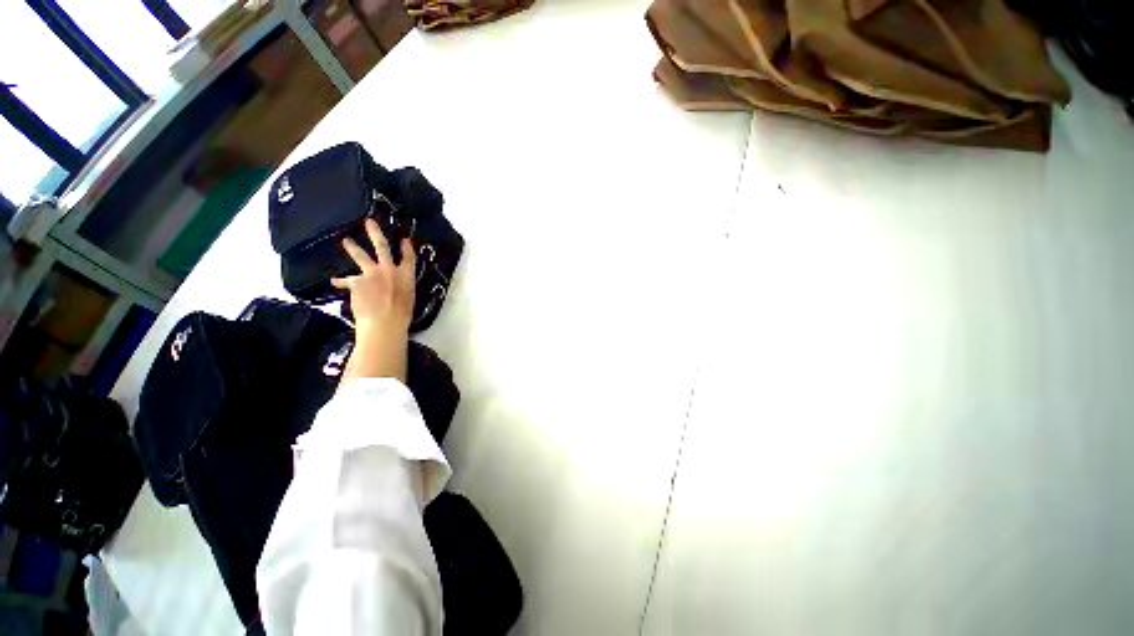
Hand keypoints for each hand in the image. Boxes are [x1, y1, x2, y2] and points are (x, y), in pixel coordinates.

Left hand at [332, 219, 415, 383]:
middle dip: (375, 233)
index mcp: (406, 276)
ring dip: (353, 247)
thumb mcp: (408, 299)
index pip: (409, 258)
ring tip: (347, 241)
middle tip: (368, 222)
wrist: (384, 322)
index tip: (404, 239)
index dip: (407, 248)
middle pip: (382, 247)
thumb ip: (401, 289)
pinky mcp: (357, 282)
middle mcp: (390, 270)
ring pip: (361, 256)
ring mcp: (372, 274)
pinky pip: (346, 280)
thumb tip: (394, 288)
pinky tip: (335, 281)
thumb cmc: (401, 315)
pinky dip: (341, 281)